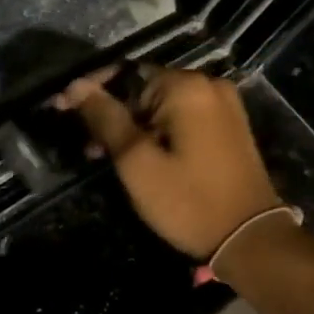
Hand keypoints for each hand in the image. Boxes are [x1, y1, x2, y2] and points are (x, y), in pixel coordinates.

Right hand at [56, 67, 282, 258]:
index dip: (91, 91)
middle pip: (142, 88)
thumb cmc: (188, 201)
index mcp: (185, 87)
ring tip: (105, 156)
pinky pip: (180, 117)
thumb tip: (76, 86)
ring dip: (131, 125)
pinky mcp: (228, 126)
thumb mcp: (136, 161)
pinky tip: (138, 155)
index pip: (124, 73)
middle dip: (111, 113)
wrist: (251, 240)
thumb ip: (105, 118)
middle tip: (86, 146)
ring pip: (159, 104)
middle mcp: (208, 85)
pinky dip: (155, 130)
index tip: (63, 110)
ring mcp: (222, 105)